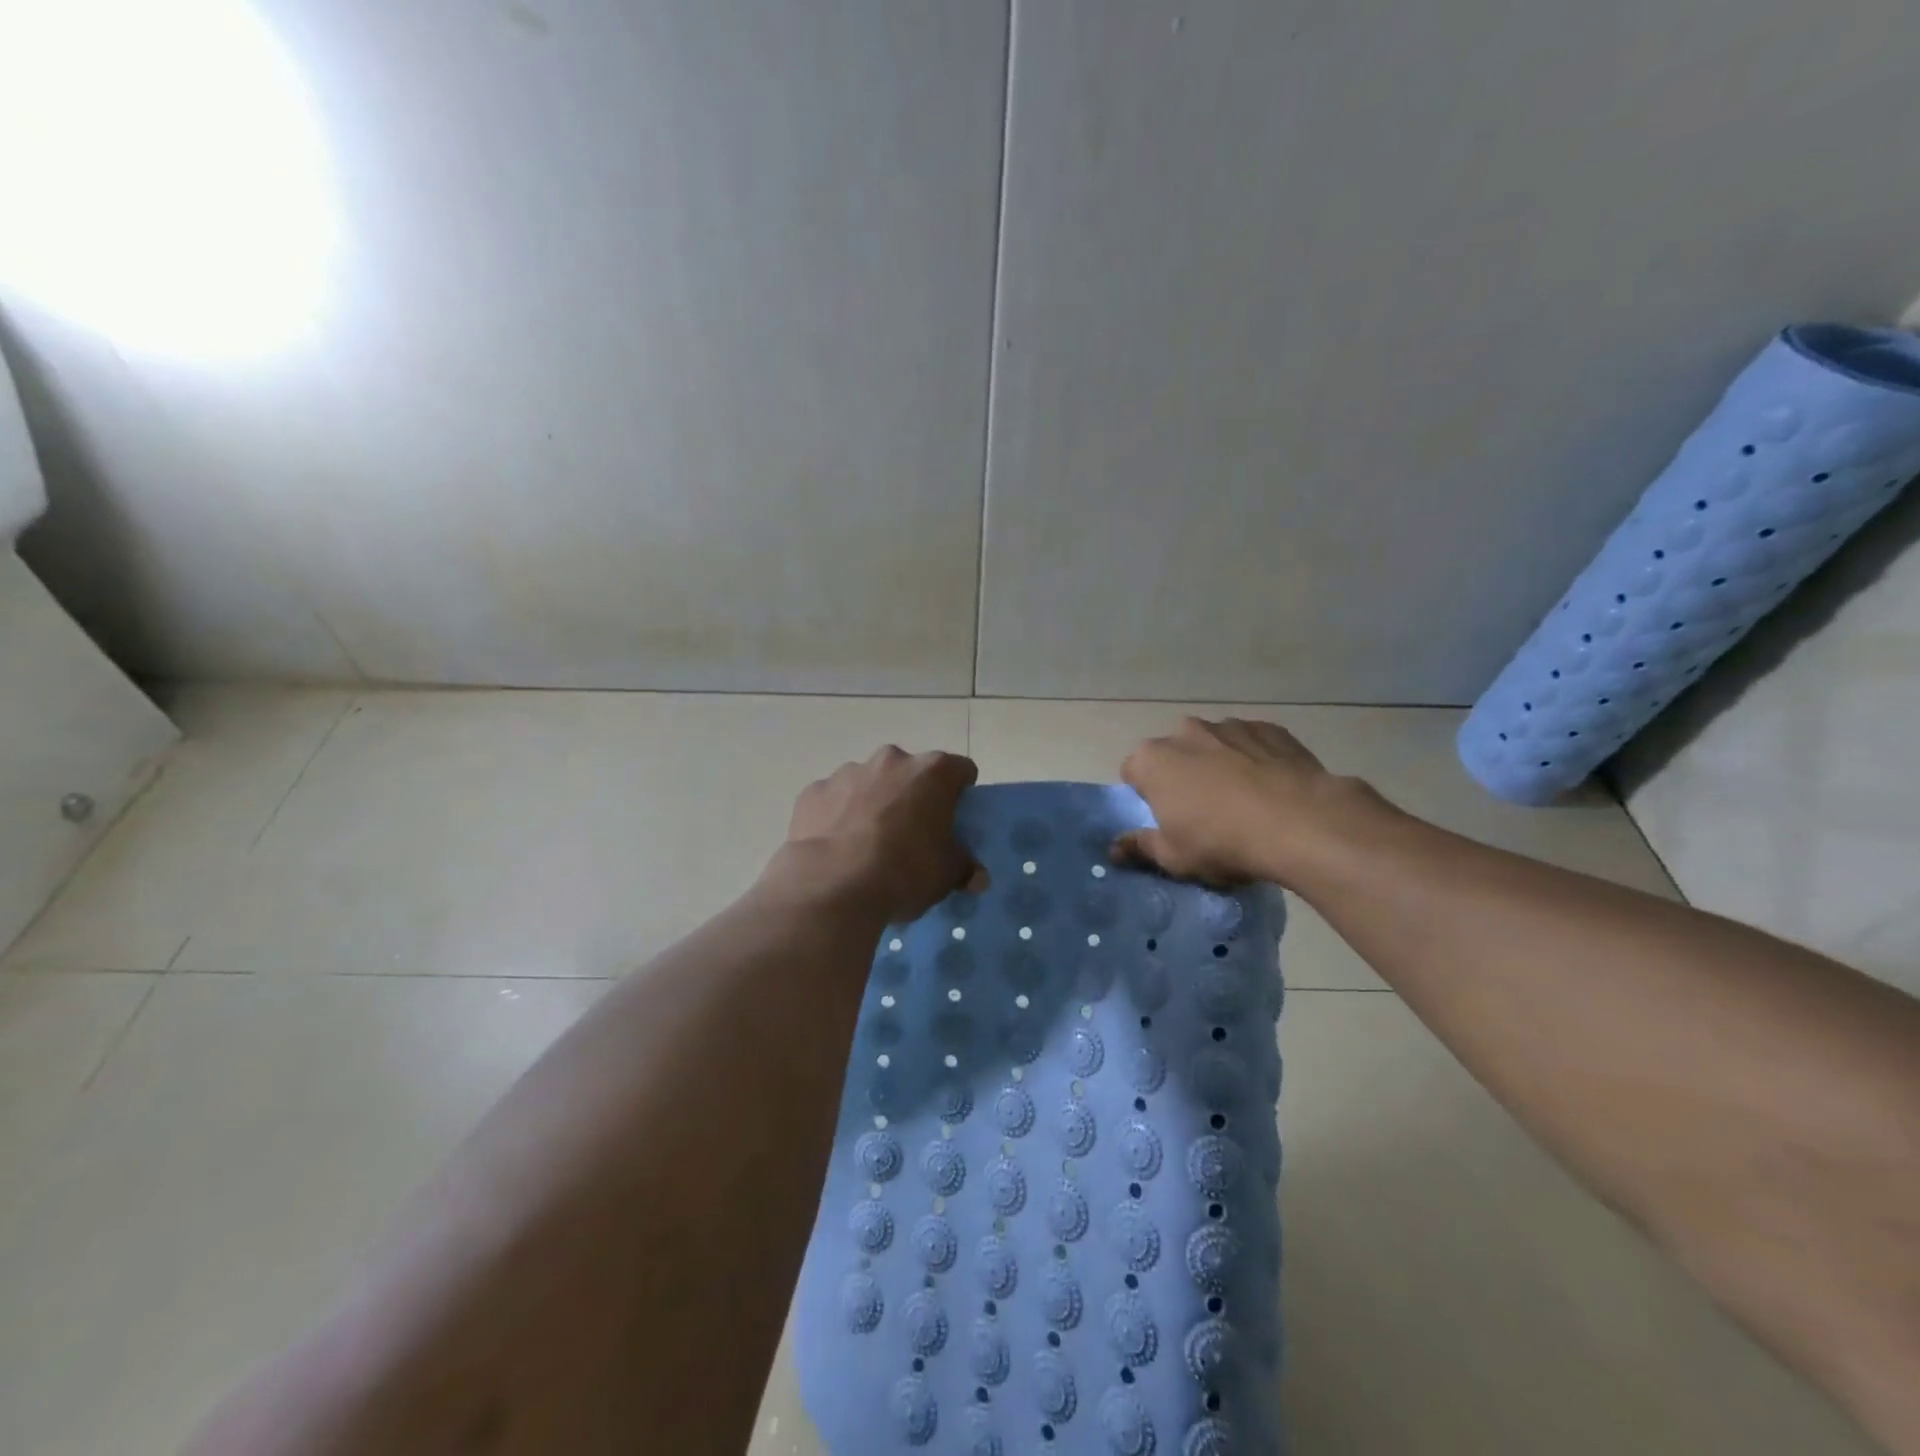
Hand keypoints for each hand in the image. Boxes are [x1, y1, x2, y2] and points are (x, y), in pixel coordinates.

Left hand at [781, 746, 986, 923]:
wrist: (832, 884)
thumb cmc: (904, 871)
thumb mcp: (946, 876)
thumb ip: (964, 868)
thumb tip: (977, 877)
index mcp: (932, 772)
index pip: (960, 771)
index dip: (961, 794)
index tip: (954, 820)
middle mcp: (891, 760)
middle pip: (911, 773)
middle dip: (913, 796)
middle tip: (912, 834)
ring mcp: (848, 772)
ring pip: (870, 783)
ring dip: (874, 803)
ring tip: (868, 845)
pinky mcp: (814, 791)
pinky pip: (834, 800)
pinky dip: (839, 816)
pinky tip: (837, 848)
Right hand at [1117, 717, 1359, 886]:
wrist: (1300, 823)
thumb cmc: (1222, 842)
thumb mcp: (1174, 858)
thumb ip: (1140, 847)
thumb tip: (1114, 848)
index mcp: (1152, 760)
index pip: (1133, 772)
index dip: (1146, 796)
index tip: (1166, 819)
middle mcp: (1185, 732)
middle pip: (1174, 753)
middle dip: (1182, 774)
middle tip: (1203, 811)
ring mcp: (1229, 726)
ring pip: (1213, 745)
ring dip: (1218, 764)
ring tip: (1244, 800)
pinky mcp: (1270, 728)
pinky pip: (1252, 743)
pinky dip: (1255, 759)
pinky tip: (1272, 788)